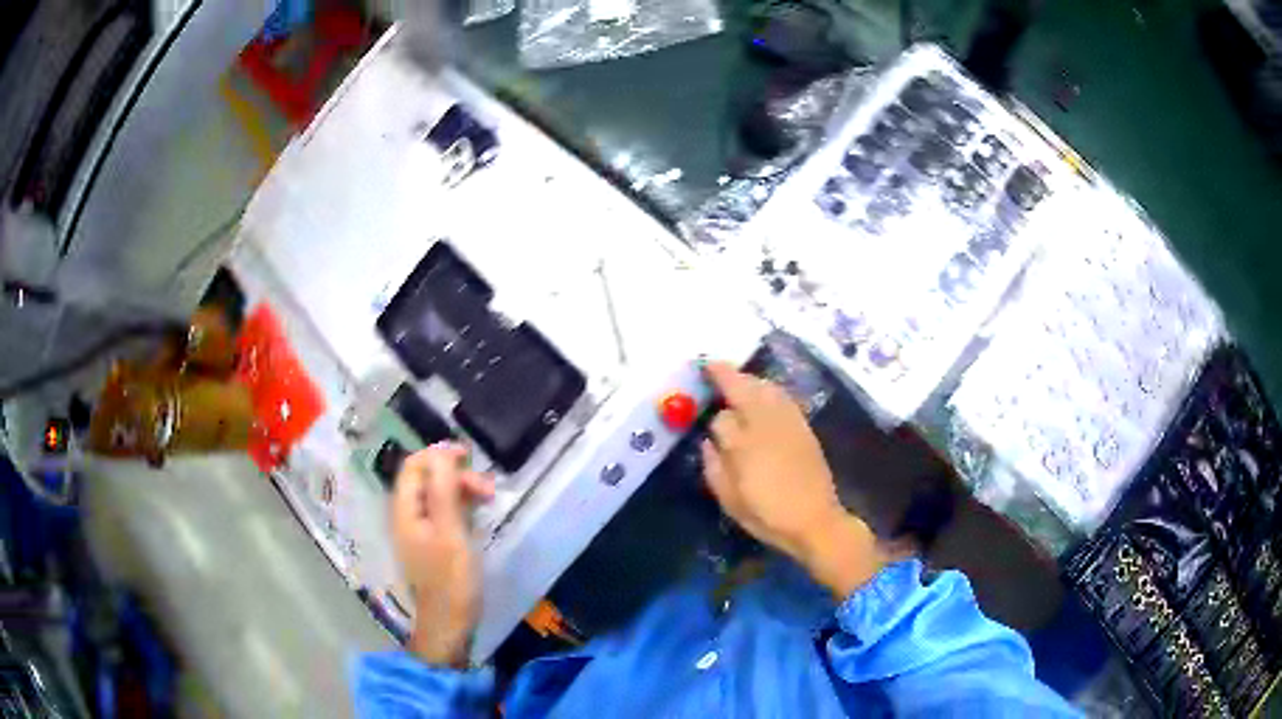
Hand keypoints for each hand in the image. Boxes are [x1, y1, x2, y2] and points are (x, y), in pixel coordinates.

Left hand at [391, 443, 494, 665]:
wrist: (450, 625)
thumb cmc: (451, 580)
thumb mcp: (451, 532)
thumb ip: (444, 490)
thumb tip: (442, 452)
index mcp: (405, 511)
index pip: (414, 466)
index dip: (438, 455)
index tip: (470, 457)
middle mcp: (407, 517)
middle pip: (426, 479)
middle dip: (456, 476)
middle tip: (489, 489)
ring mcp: (419, 532)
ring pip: (437, 496)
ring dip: (461, 491)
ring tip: (489, 499)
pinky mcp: (433, 546)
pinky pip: (443, 514)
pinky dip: (460, 508)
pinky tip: (478, 516)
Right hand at [701, 362, 889, 598]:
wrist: (815, 520)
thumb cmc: (767, 515)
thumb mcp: (730, 500)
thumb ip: (714, 466)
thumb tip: (708, 442)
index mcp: (744, 444)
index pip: (721, 418)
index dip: (710, 416)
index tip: (703, 412)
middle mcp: (765, 424)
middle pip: (744, 387)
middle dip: (727, 375)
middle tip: (712, 367)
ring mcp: (788, 422)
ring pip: (765, 387)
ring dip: (748, 379)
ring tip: (736, 378)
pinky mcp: (804, 426)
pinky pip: (783, 397)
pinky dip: (768, 388)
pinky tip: (763, 393)